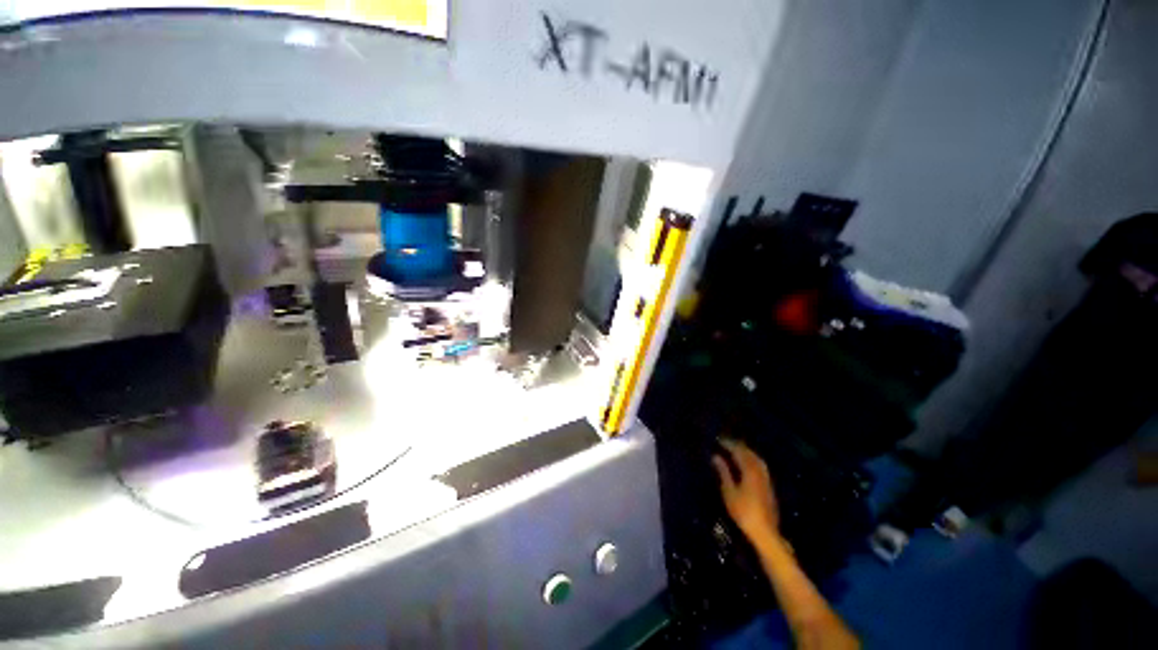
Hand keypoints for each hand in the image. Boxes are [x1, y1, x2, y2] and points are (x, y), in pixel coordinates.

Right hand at [713, 439, 780, 542]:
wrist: (765, 532)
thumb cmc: (743, 512)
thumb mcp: (729, 492)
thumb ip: (723, 472)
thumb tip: (716, 456)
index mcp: (750, 471)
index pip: (739, 452)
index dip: (728, 444)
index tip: (718, 439)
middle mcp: (760, 471)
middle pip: (749, 453)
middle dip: (738, 446)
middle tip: (726, 442)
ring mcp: (766, 479)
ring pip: (757, 459)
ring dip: (746, 452)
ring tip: (735, 450)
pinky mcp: (768, 486)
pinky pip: (760, 466)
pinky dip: (752, 460)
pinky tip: (746, 464)